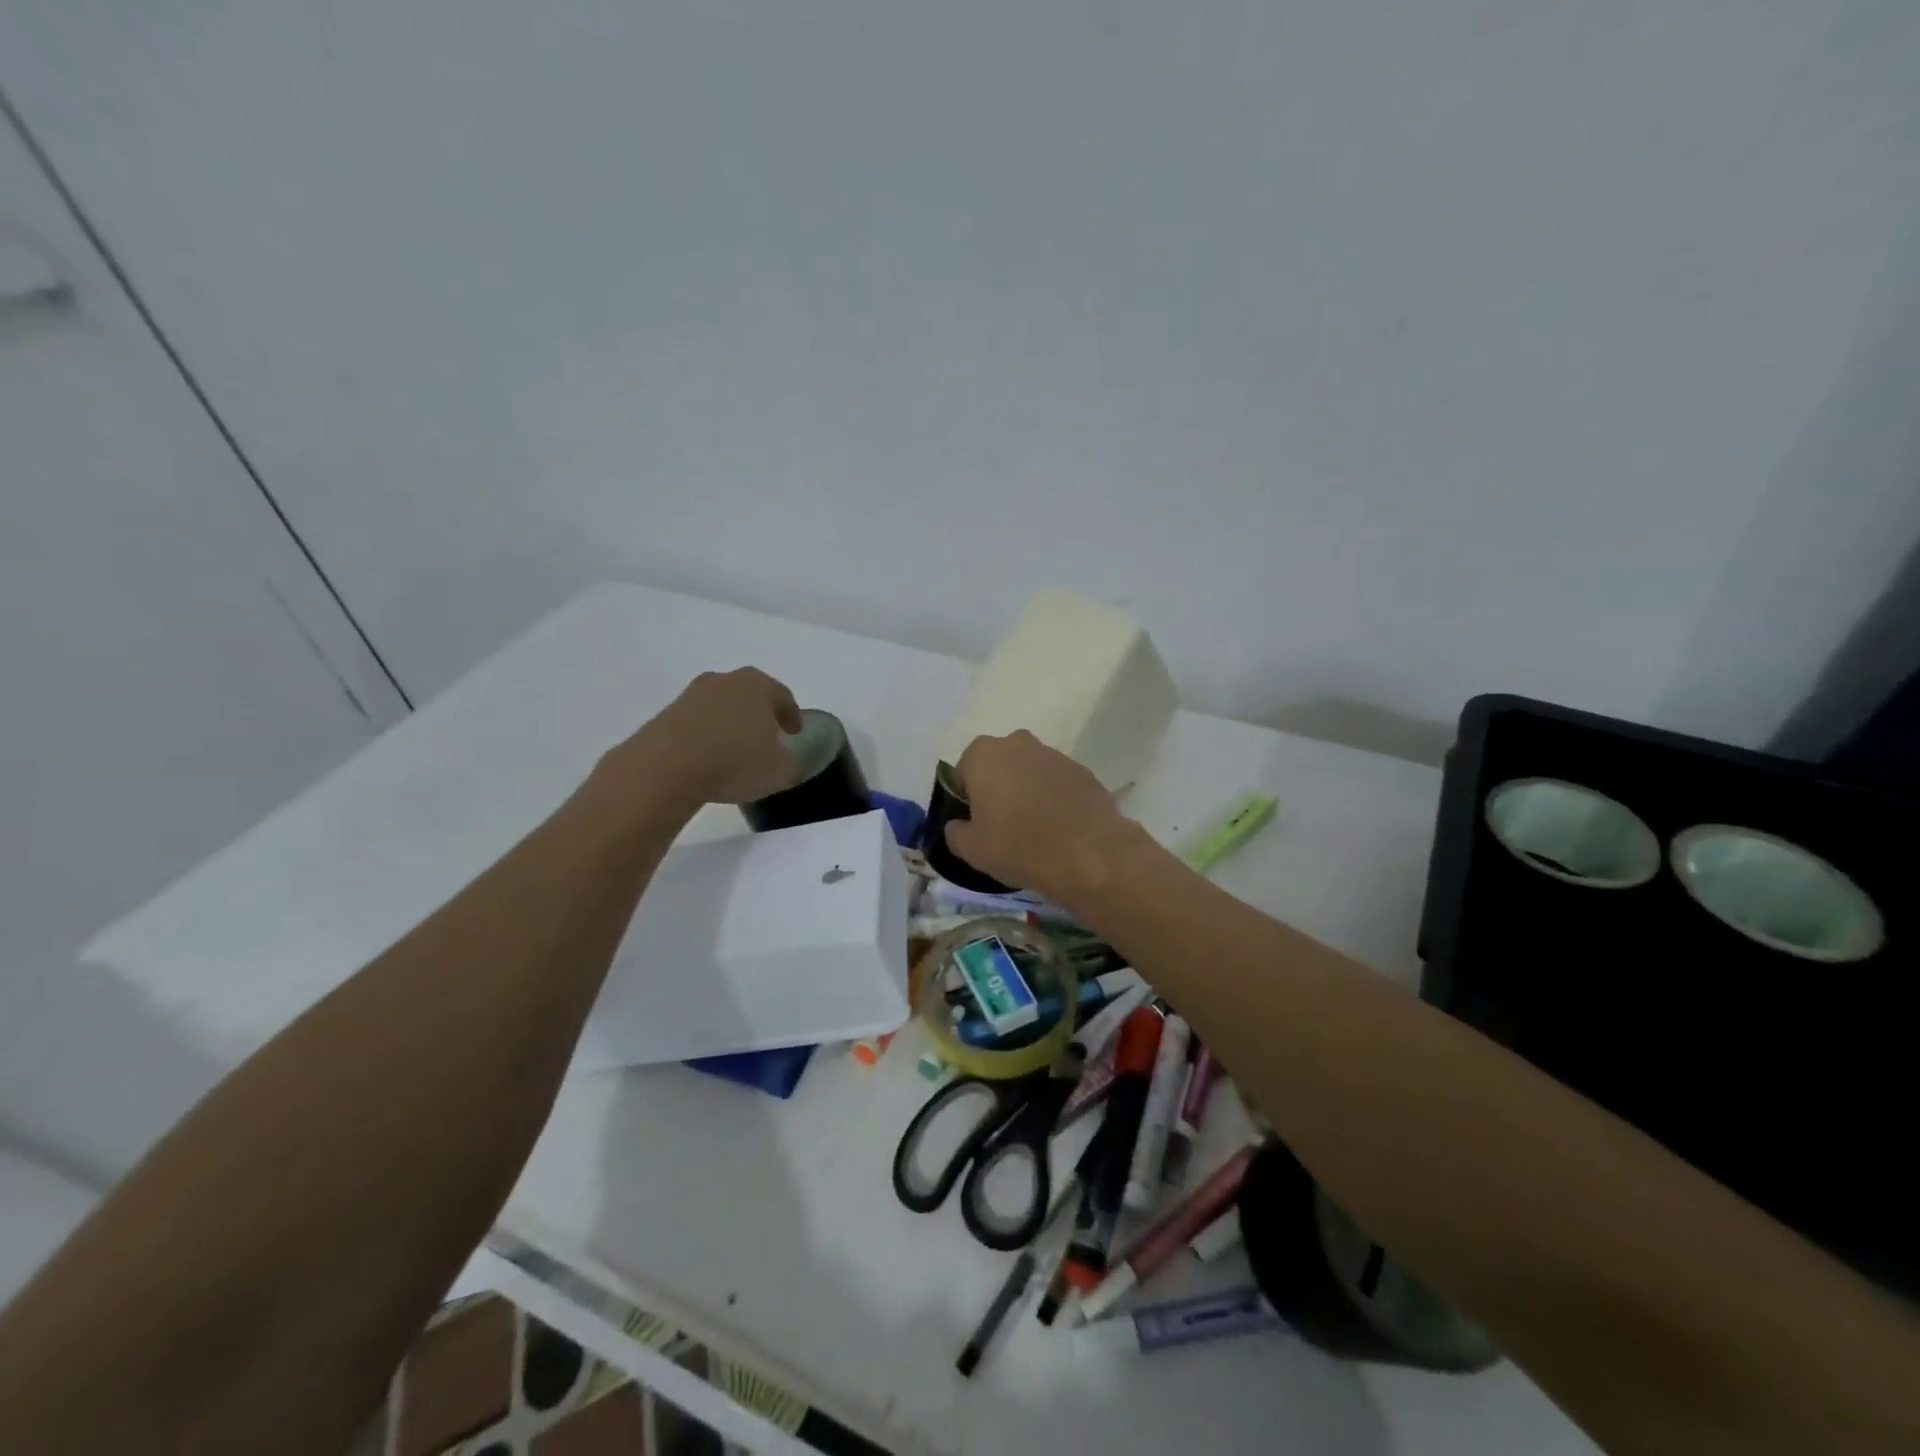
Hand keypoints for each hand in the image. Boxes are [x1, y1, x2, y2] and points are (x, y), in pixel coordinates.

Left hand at [617, 668, 804, 806]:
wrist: (666, 767)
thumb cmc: (735, 762)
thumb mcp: (780, 771)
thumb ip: (792, 762)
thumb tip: (789, 758)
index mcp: (759, 686)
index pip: (783, 696)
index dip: (792, 716)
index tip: (794, 733)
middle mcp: (726, 681)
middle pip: (750, 694)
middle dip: (760, 713)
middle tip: (767, 736)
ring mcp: (692, 694)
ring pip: (721, 705)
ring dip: (730, 722)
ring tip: (734, 749)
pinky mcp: (667, 713)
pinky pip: (697, 721)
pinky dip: (706, 734)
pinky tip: (707, 757)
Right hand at [944, 731, 1141, 910]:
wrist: (1088, 854)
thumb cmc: (1018, 846)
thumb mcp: (971, 849)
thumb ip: (955, 832)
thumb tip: (958, 825)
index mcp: (984, 754)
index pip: (963, 772)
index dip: (967, 799)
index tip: (976, 824)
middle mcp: (1018, 743)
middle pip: (999, 766)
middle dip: (998, 789)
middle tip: (1003, 825)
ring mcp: (1054, 754)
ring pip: (1030, 772)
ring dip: (1027, 792)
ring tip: (1034, 830)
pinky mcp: (1083, 770)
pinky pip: (1058, 783)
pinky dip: (1055, 799)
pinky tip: (1059, 828)